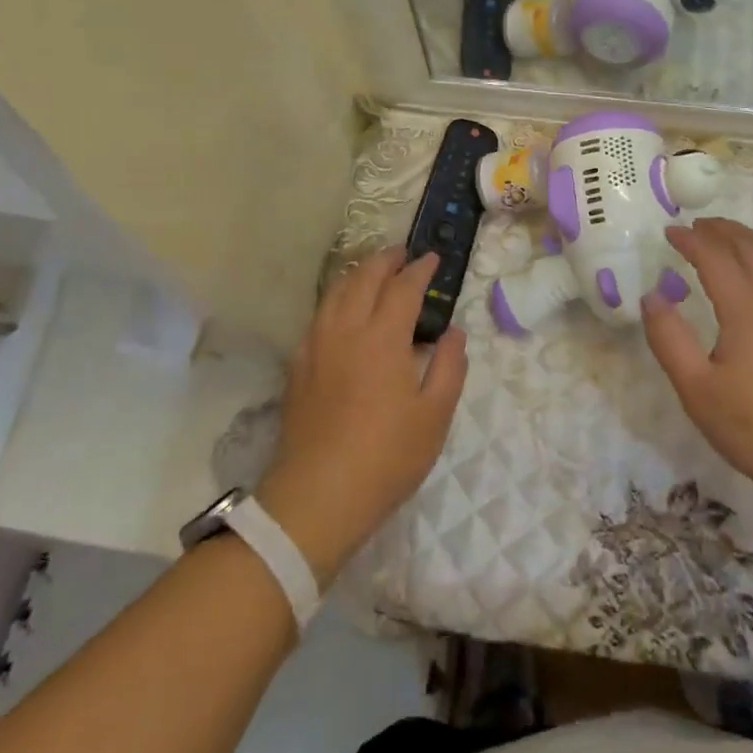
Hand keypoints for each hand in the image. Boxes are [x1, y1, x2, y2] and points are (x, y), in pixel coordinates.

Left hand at [256, 249, 467, 585]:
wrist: (317, 497)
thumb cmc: (386, 458)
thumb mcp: (434, 417)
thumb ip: (449, 367)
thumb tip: (454, 332)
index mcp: (383, 338)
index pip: (403, 287)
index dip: (420, 269)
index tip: (433, 258)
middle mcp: (346, 330)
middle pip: (364, 278)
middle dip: (386, 259)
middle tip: (404, 254)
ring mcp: (316, 346)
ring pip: (335, 292)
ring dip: (358, 274)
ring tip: (374, 273)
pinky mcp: (298, 366)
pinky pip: (318, 316)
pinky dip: (336, 299)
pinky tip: (343, 312)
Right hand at [641, 219, 752, 498]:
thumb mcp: (697, 390)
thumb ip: (669, 339)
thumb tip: (652, 296)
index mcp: (746, 308)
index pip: (714, 256)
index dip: (690, 240)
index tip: (669, 232)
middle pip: (749, 246)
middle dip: (720, 230)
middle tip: (694, 226)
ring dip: (745, 240)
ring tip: (723, 240)